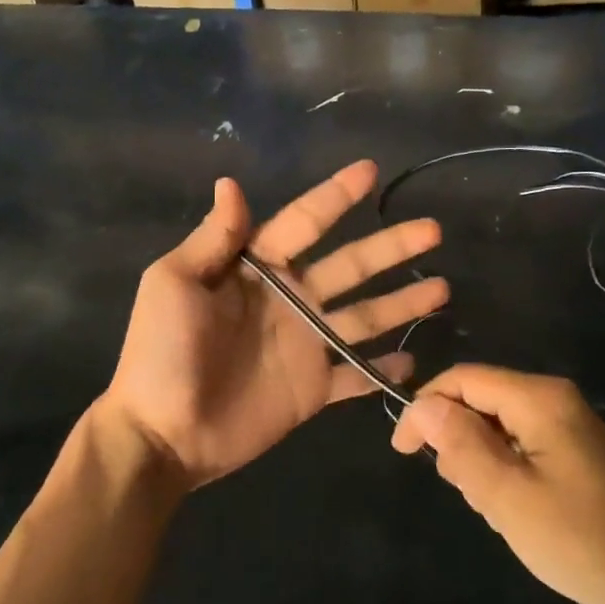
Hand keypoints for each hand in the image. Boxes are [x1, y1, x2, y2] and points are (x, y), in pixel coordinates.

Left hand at [101, 160, 447, 491]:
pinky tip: (413, 359)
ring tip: (442, 288)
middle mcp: (288, 299)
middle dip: (390, 246)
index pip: (304, 223)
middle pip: (350, 265)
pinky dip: (383, 370)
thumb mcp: (174, 283)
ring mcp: (305, 345)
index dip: (335, 197)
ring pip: (364, 314)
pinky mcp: (314, 389)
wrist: (163, 432)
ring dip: (401, 302)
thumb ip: (213, 238)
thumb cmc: (162, 352)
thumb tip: (231, 183)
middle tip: (432, 230)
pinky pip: (356, 375)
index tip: (369, 172)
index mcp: (256, 269)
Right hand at [390, 365, 604, 603]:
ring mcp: (568, 425)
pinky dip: (504, 472)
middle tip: (467, 493)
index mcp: (538, 399)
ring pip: (496, 426)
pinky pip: (520, 445)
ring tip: (496, 509)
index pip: (461, 379)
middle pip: (479, 400)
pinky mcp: (575, 451)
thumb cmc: (581, 540)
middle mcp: (553, 399)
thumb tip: (423, 405)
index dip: (424, 409)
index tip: (403, 453)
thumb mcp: (507, 495)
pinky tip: (516, 511)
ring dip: (481, 462)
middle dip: (457, 441)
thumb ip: (460, 444)